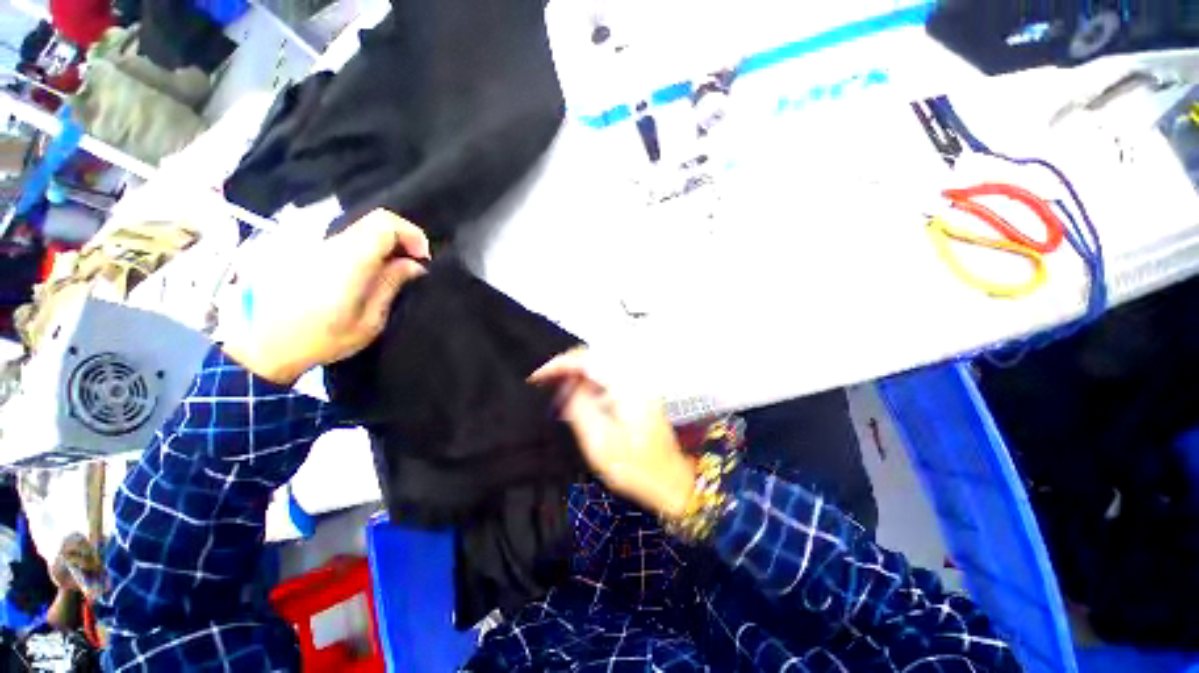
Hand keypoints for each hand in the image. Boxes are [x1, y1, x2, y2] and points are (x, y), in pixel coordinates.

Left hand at [224, 210, 429, 384]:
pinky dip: (369, 249)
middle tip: (413, 265)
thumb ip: (391, 285)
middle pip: (375, 221)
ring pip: (362, 229)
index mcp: (349, 260)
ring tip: (395, 272)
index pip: (385, 223)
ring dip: (386, 244)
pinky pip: (348, 239)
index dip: (412, 234)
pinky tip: (371, 274)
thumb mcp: (369, 321)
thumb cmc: (322, 339)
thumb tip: (414, 265)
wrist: (266, 346)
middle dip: (403, 238)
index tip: (422, 259)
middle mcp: (332, 245)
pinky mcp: (308, 252)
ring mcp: (317, 246)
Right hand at [530, 348, 696, 516]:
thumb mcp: (601, 443)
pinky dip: (589, 377)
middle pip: (594, 355)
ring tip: (556, 383)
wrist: (670, 479)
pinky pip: (608, 373)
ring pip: (600, 362)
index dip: (559, 364)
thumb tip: (565, 385)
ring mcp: (638, 383)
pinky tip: (579, 390)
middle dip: (566, 363)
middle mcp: (634, 378)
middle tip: (545, 379)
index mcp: (626, 387)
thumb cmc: (637, 468)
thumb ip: (579, 408)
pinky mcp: (638, 390)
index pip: (587, 360)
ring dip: (577, 369)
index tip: (538, 376)